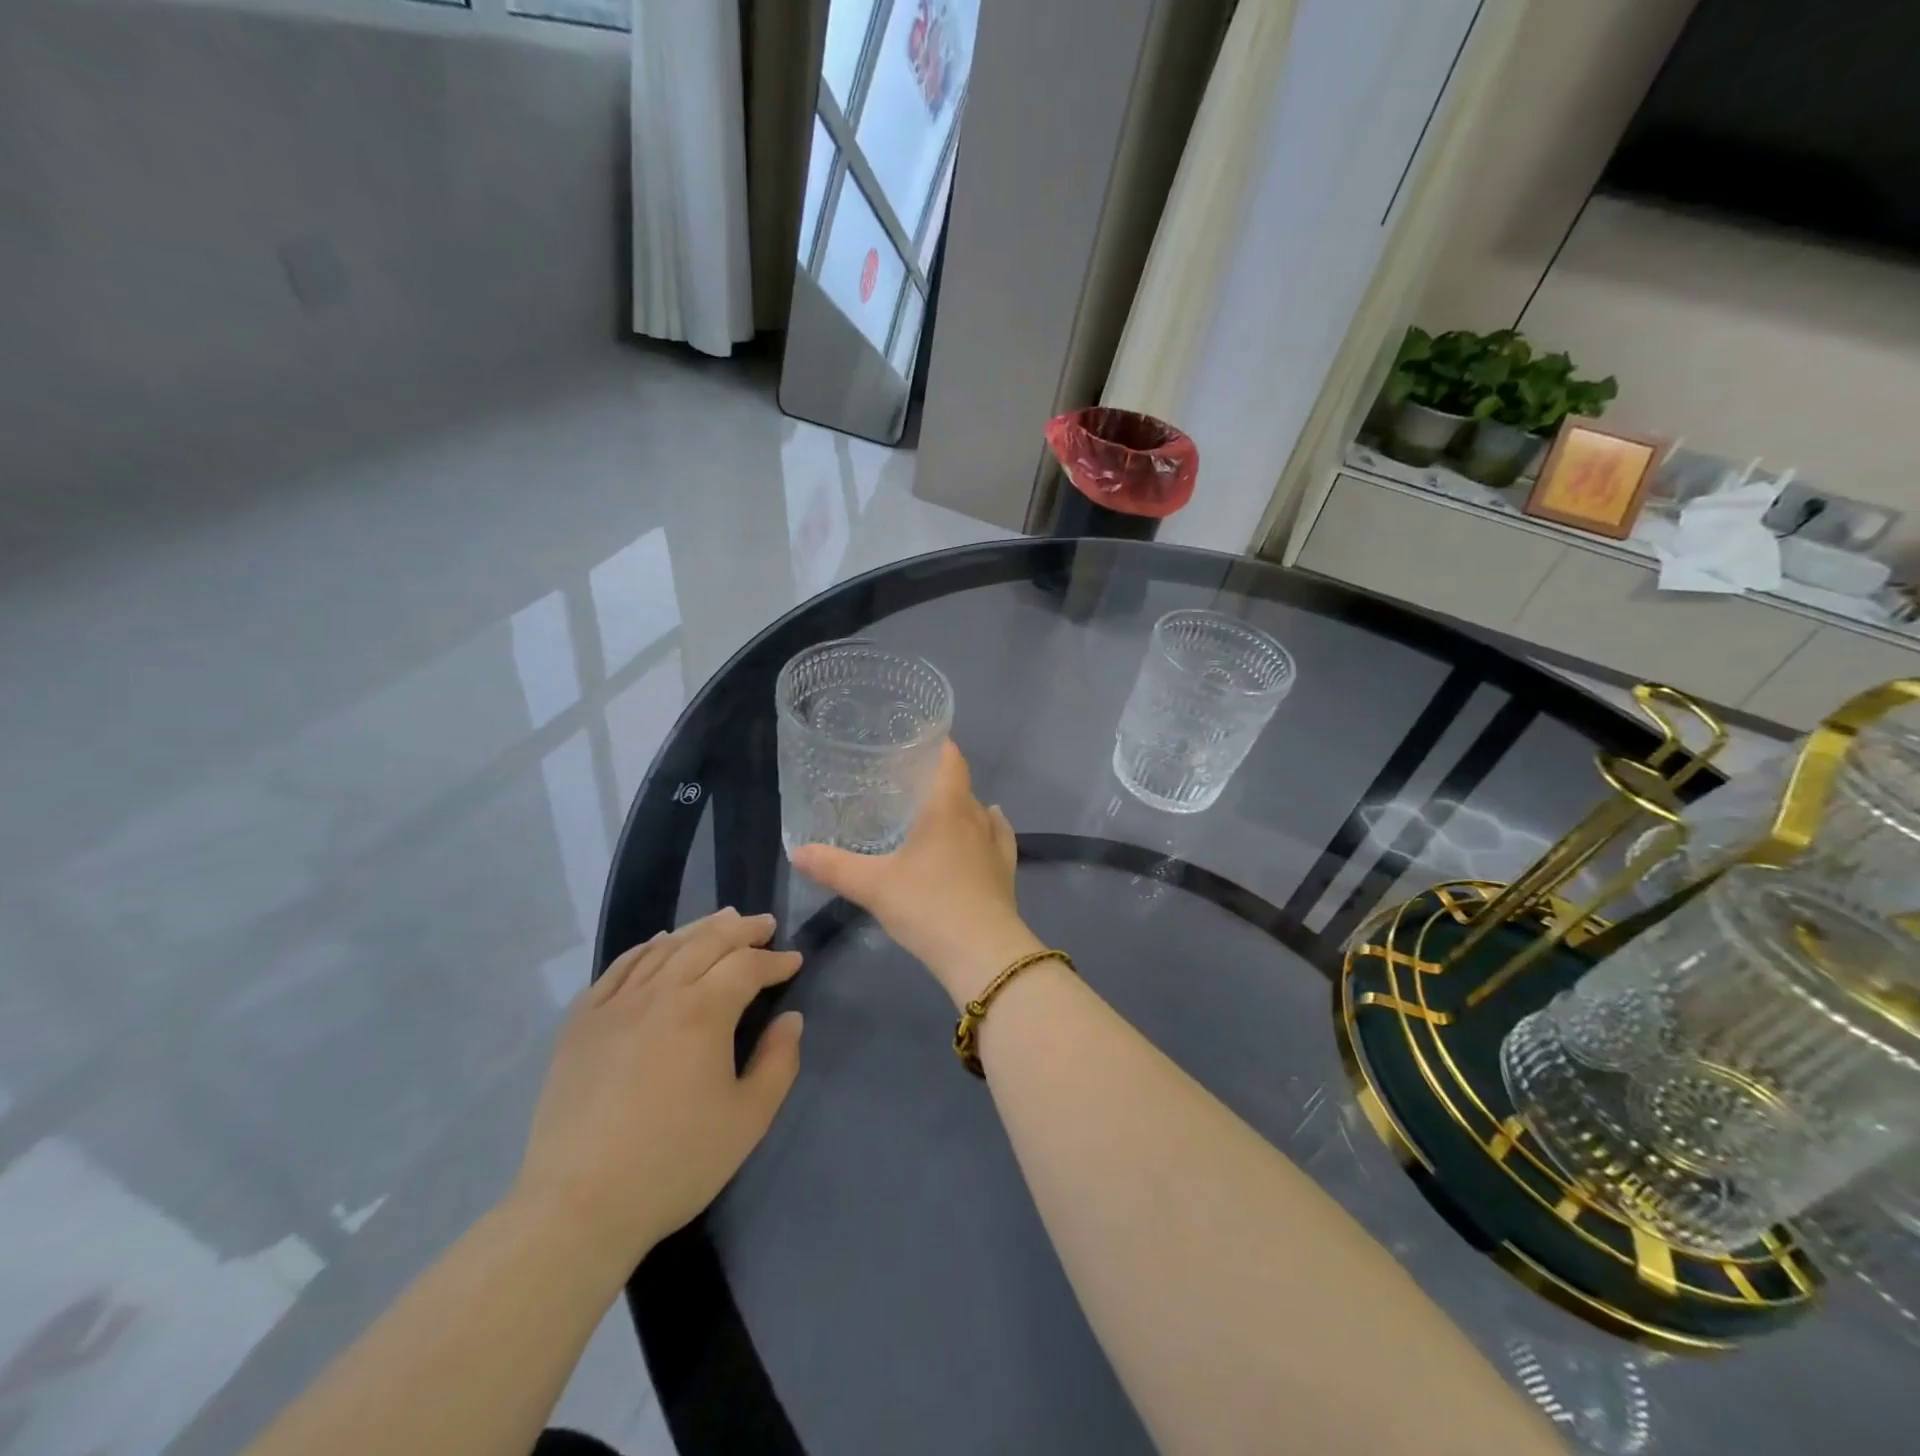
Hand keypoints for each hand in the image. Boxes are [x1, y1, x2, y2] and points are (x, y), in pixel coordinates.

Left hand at [511, 909, 803, 1278]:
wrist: (578, 1206)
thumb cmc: (675, 1163)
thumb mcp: (749, 1119)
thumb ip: (779, 1062)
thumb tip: (790, 1019)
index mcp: (703, 1012)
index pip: (747, 966)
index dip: (775, 960)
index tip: (794, 961)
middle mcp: (659, 994)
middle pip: (707, 941)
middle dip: (742, 929)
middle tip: (764, 925)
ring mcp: (614, 1004)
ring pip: (664, 947)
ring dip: (699, 929)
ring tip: (722, 921)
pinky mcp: (581, 1022)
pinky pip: (619, 967)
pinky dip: (647, 947)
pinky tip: (659, 944)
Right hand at [792, 742, 1040, 1004]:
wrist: (982, 953)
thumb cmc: (927, 905)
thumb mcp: (873, 886)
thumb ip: (835, 867)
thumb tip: (798, 852)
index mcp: (947, 808)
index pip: (951, 761)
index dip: (939, 745)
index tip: (918, 740)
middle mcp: (976, 818)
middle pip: (961, 787)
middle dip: (939, 780)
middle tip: (908, 784)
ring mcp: (996, 846)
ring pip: (981, 813)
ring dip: (963, 807)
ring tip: (938, 810)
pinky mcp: (1006, 873)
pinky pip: (999, 839)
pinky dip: (990, 829)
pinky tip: (988, 829)